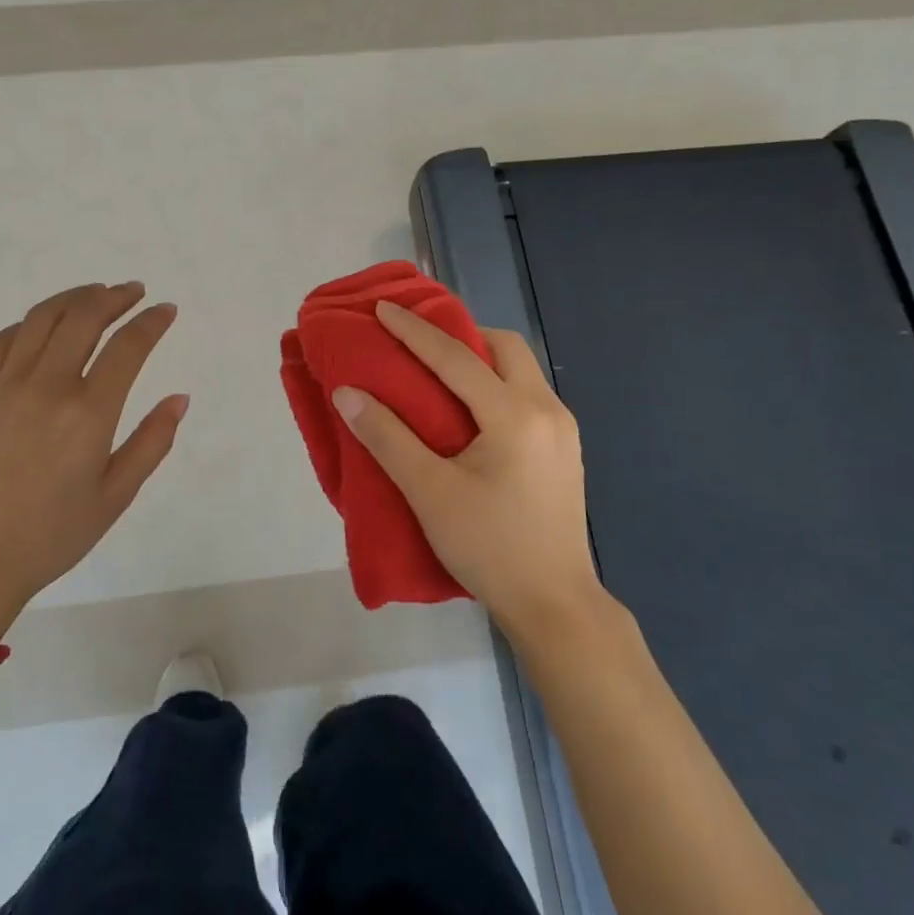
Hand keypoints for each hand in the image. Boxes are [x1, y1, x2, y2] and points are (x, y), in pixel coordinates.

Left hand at [0, 283, 187, 637]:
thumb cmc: (54, 534)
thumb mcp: (116, 495)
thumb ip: (152, 442)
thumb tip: (179, 399)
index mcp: (89, 413)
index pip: (128, 347)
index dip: (152, 322)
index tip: (166, 310)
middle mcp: (47, 387)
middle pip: (83, 318)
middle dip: (114, 297)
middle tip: (133, 293)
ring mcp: (5, 386)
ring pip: (41, 319)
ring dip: (73, 298)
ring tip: (95, 294)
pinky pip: (3, 341)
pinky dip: (30, 323)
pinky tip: (44, 325)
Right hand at [331, 301, 614, 649]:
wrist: (555, 605)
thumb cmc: (489, 547)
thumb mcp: (429, 492)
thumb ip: (387, 437)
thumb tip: (348, 393)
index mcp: (515, 415)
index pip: (456, 358)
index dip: (414, 331)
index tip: (383, 309)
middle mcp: (547, 410)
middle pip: (505, 348)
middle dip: (461, 335)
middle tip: (420, 344)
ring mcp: (564, 431)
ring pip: (522, 371)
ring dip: (482, 360)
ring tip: (440, 373)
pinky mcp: (565, 451)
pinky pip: (529, 396)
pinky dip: (497, 386)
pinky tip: (471, 412)